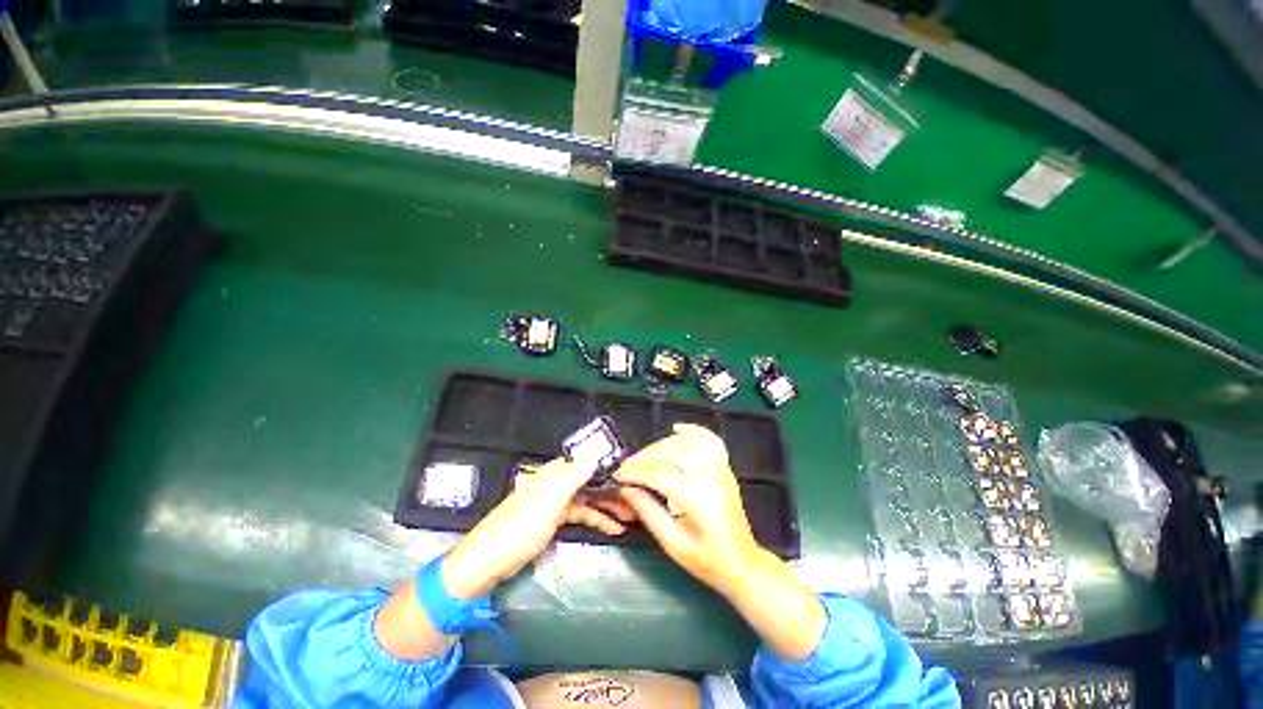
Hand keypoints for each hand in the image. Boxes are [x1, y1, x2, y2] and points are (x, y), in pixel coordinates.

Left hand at [443, 458, 633, 598]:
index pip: (584, 463)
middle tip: (634, 500)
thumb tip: (594, 454)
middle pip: (588, 481)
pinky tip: (609, 527)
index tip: (628, 474)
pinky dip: (594, 519)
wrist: (486, 564)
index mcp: (551, 474)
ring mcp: (552, 502)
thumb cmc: (517, 530)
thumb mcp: (547, 503)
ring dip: (606, 507)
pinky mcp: (550, 520)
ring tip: (628, 516)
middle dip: (611, 490)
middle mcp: (553, 483)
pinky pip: (578, 514)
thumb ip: (571, 477)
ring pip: (586, 499)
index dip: (606, 467)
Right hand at [615, 424, 826, 659]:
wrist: (742, 562)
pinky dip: (693, 430)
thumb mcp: (672, 543)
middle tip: (627, 467)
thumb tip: (625, 490)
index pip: (660, 475)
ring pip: (688, 443)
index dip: (635, 472)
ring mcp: (720, 470)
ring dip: (662, 445)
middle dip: (645, 456)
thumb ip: (648, 512)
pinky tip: (677, 429)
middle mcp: (711, 478)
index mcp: (698, 500)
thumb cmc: (706, 560)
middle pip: (672, 453)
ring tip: (645, 457)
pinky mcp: (725, 468)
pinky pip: (710, 440)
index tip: (618, 475)